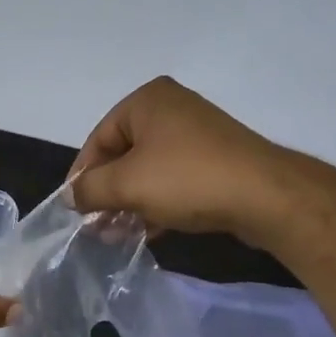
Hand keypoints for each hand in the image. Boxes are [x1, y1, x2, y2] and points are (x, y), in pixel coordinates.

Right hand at [69, 77, 286, 239]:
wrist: (265, 196)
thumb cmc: (186, 179)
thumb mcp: (126, 185)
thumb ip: (89, 189)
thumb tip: (70, 196)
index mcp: (147, 101)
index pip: (98, 138)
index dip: (82, 176)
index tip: (74, 209)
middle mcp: (171, 109)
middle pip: (123, 155)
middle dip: (107, 194)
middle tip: (95, 226)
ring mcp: (196, 135)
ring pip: (148, 171)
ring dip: (129, 204)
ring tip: (117, 235)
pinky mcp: (215, 161)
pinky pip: (173, 181)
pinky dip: (156, 204)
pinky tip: (147, 232)